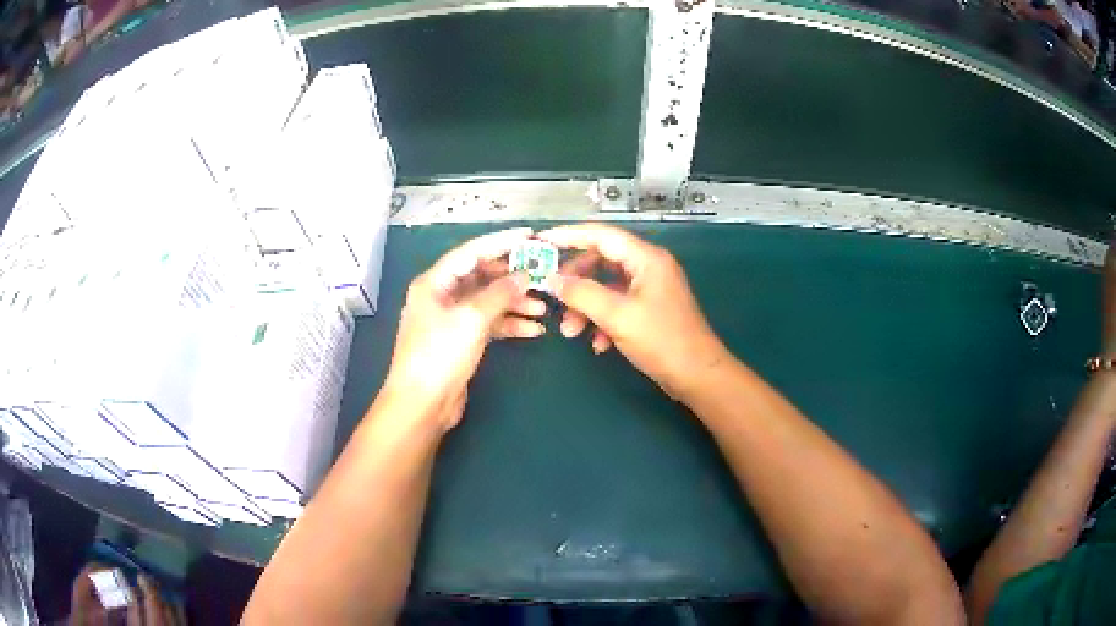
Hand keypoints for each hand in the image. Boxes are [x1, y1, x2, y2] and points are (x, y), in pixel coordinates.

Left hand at [383, 228, 546, 431]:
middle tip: (542, 276)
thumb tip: (524, 275)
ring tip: (544, 309)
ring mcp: (452, 319)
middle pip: (482, 277)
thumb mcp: (471, 319)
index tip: (530, 236)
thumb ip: (499, 293)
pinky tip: (534, 330)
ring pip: (488, 302)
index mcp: (434, 282)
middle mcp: (441, 296)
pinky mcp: (461, 340)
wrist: (422, 405)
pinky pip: (489, 324)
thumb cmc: (439, 355)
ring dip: (515, 304)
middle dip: (512, 278)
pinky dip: (509, 325)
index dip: (501, 242)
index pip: (471, 252)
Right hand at [538, 223, 729, 400]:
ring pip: (606, 286)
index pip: (601, 235)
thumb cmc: (661, 341)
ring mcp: (649, 289)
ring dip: (586, 306)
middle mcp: (648, 267)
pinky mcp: (649, 309)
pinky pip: (617, 305)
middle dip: (575, 281)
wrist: (697, 376)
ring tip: (571, 332)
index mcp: (646, 258)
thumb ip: (582, 294)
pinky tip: (598, 344)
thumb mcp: (617, 316)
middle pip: (601, 260)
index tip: (540, 242)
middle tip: (554, 297)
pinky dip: (602, 320)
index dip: (568, 235)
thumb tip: (552, 280)